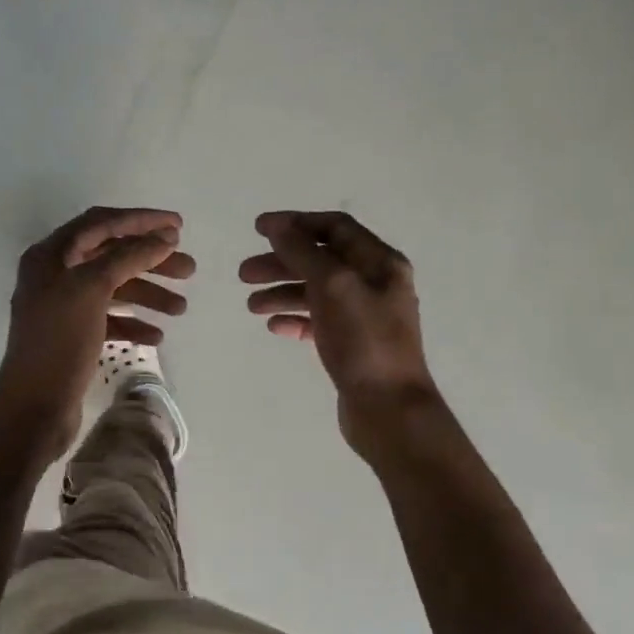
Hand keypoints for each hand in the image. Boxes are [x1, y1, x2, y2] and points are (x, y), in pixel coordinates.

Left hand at [0, 206, 194, 460]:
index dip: (141, 220)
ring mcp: (63, 307)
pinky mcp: (72, 336)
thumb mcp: (92, 289)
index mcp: (51, 256)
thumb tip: (163, 238)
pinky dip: (133, 322)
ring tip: (181, 308)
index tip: (179, 225)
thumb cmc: (60, 341)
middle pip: (110, 256)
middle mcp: (54, 275)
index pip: (101, 223)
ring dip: (148, 293)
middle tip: (189, 268)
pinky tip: (156, 335)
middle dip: (151, 260)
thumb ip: (128, 257)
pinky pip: (108, 318)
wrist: (34, 406)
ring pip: (113, 289)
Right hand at [239, 211, 436, 451]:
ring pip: (317, 292)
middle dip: (281, 263)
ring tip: (251, 306)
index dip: (295, 223)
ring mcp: (365, 316)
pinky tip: (274, 327)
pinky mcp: (354, 345)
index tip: (258, 229)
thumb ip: (303, 251)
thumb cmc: (364, 341)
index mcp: (380, 262)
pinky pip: (320, 322)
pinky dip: (296, 320)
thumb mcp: (332, 286)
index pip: (335, 227)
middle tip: (243, 274)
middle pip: (321, 260)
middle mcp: (376, 284)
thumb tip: (277, 225)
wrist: (390, 410)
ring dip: (282, 292)